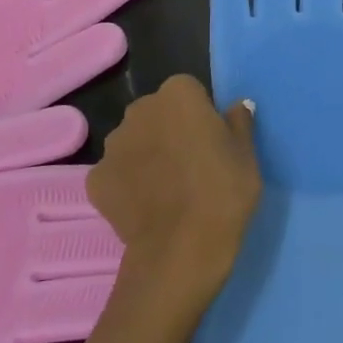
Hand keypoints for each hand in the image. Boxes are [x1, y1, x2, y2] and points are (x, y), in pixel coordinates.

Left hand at [88, 75, 261, 313]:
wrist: (182, 249)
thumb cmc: (224, 192)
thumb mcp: (247, 155)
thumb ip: (239, 123)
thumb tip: (238, 106)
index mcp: (179, 94)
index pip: (190, 92)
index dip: (201, 116)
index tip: (211, 142)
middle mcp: (140, 109)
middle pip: (157, 113)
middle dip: (170, 130)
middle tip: (191, 165)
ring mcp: (113, 145)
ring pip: (134, 141)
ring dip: (147, 154)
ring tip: (168, 189)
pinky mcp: (95, 180)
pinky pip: (116, 173)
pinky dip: (128, 184)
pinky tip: (146, 206)